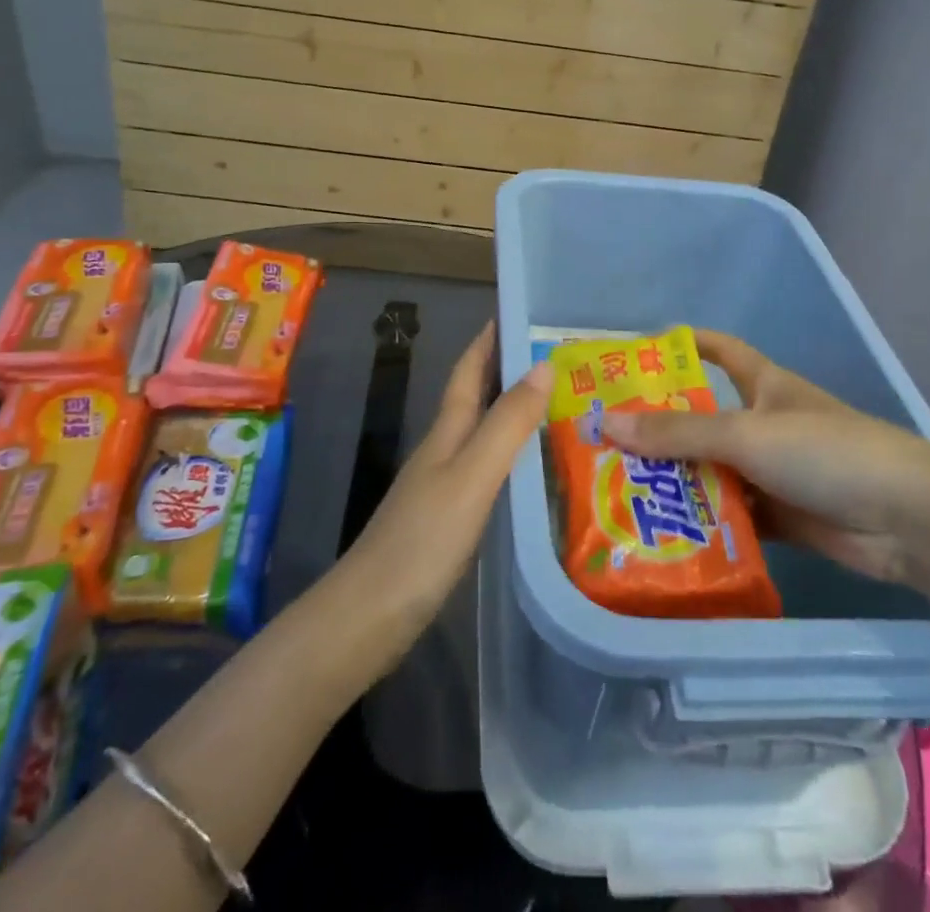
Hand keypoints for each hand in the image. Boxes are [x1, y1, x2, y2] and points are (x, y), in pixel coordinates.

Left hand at [338, 322, 550, 646]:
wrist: (370, 616)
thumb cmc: (422, 540)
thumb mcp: (472, 476)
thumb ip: (507, 424)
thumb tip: (542, 366)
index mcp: (447, 431)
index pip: (469, 370)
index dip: (489, 339)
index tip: (519, 312)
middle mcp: (444, 449)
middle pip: (476, 397)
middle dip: (509, 371)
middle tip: (559, 359)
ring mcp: (443, 485)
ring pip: (483, 433)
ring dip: (514, 412)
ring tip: (560, 406)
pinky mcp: (448, 519)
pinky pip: (487, 470)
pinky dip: (511, 456)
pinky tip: (534, 470)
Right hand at [601, 329, 929, 583]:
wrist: (905, 520)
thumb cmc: (824, 451)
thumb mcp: (745, 433)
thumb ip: (678, 433)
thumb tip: (605, 423)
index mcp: (763, 385)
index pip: (719, 350)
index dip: (683, 344)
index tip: (636, 353)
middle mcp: (764, 423)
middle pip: (704, 418)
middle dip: (662, 428)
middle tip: (606, 441)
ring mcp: (774, 472)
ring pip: (714, 470)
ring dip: (678, 482)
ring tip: (622, 492)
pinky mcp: (782, 517)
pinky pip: (732, 515)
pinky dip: (704, 523)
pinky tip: (665, 534)